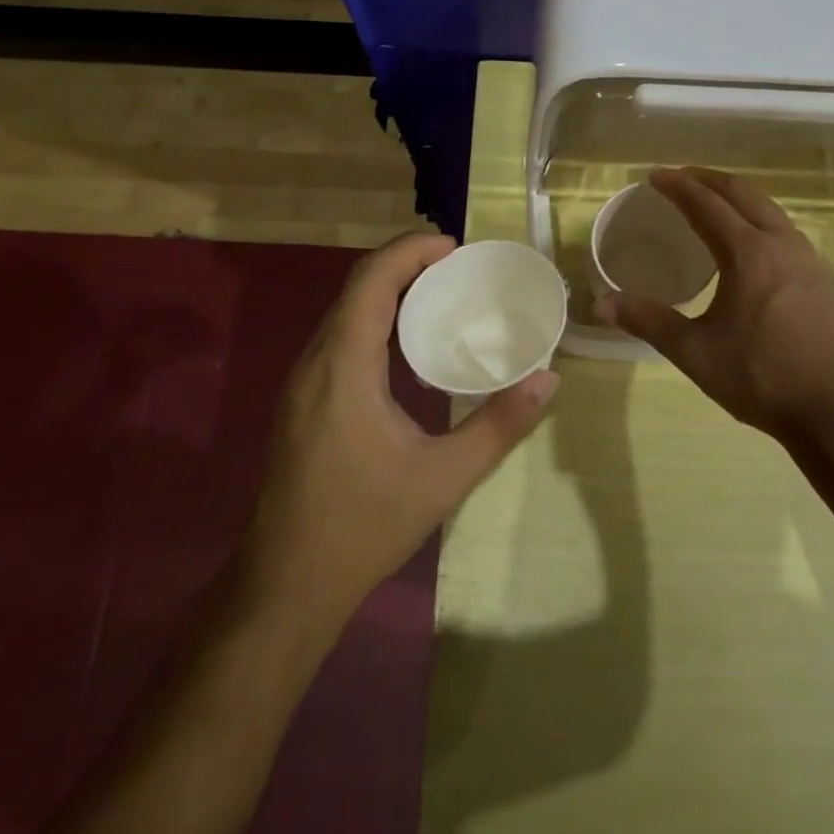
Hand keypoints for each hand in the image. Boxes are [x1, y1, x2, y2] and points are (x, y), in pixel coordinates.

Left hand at [244, 233, 556, 616]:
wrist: (286, 585)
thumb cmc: (363, 527)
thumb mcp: (444, 478)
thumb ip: (499, 426)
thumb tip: (547, 380)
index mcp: (343, 369)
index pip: (370, 283)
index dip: (410, 252)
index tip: (455, 247)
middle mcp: (315, 364)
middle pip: (356, 290)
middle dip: (406, 266)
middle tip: (459, 269)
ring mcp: (303, 384)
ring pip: (345, 313)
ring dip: (389, 292)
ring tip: (442, 296)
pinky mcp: (303, 403)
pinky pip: (340, 338)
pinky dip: (376, 321)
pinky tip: (409, 347)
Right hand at [600, 168, 833, 447]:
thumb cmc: (760, 378)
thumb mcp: (694, 352)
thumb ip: (649, 321)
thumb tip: (603, 304)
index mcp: (748, 253)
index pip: (706, 204)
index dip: (678, 186)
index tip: (655, 177)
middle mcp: (781, 243)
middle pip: (742, 193)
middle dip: (707, 179)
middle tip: (679, 178)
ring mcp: (807, 257)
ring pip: (768, 208)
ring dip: (736, 196)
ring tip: (711, 201)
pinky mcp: (821, 276)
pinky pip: (783, 228)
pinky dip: (757, 216)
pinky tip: (749, 241)